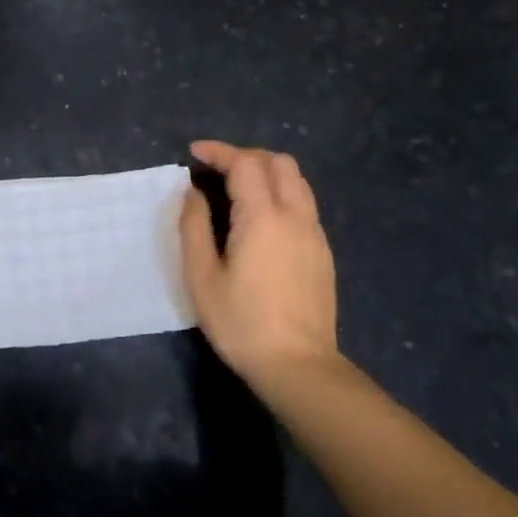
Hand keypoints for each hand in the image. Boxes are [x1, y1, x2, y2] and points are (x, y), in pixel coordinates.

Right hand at [180, 140, 342, 394]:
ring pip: (297, 182)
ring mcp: (315, 234)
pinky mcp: (323, 252)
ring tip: (238, 188)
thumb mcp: (201, 276)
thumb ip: (194, 227)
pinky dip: (281, 194)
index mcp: (264, 217)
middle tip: (217, 169)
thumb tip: (194, 193)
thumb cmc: (241, 322)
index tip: (195, 153)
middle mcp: (296, 216)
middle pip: (279, 163)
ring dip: (267, 172)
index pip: (246, 163)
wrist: (297, 364)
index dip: (220, 152)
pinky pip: (304, 205)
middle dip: (246, 156)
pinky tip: (261, 219)